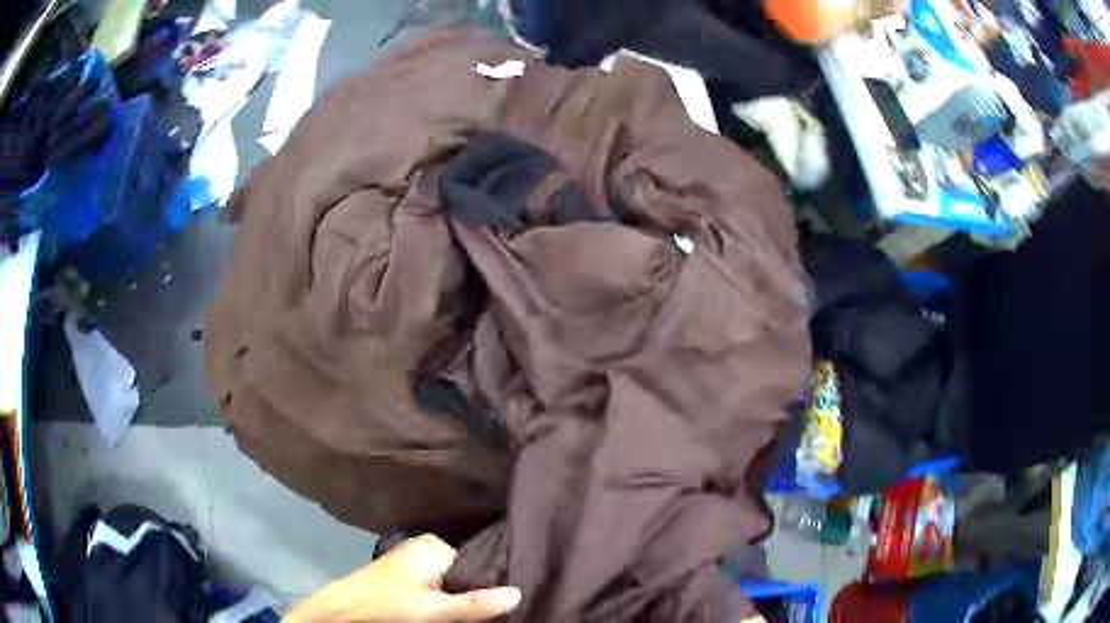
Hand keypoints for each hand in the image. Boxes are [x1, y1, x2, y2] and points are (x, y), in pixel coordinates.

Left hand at [286, 534, 521, 621]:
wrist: (343, 610)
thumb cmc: (389, 607)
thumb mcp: (436, 610)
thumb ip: (476, 603)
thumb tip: (519, 592)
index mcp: (434, 545)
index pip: (479, 565)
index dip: (487, 588)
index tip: (493, 607)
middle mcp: (426, 544)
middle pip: (465, 571)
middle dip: (471, 592)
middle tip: (474, 614)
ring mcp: (413, 555)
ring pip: (451, 578)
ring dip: (457, 596)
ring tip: (456, 612)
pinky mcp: (405, 568)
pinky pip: (436, 580)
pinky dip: (442, 595)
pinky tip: (440, 608)